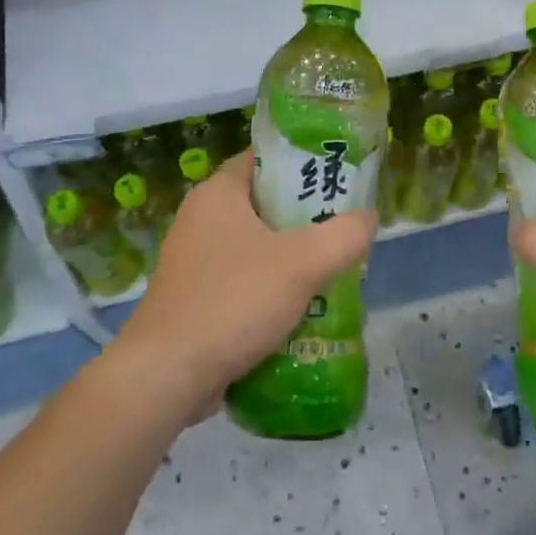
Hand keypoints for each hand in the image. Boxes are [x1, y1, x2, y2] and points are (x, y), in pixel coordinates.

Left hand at [113, 149, 375, 414]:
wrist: (167, 375)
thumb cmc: (233, 301)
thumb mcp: (302, 263)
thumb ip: (344, 236)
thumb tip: (368, 218)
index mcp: (217, 194)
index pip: (263, 159)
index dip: (301, 164)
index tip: (337, 179)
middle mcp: (200, 219)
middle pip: (263, 204)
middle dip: (304, 218)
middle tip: (342, 228)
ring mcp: (193, 261)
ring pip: (254, 247)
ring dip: (290, 258)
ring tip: (331, 270)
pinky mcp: (193, 299)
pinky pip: (241, 281)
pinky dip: (268, 289)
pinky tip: (300, 309)